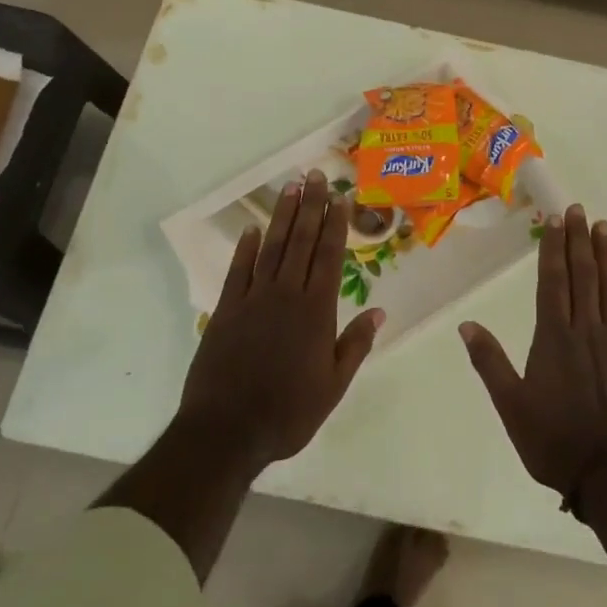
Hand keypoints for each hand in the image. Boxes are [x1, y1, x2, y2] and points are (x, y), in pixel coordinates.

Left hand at [178, 170, 384, 470]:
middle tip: (316, 176)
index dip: (336, 225)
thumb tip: (380, 311)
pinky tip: (252, 228)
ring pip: (272, 248)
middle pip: (302, 242)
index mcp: (317, 311)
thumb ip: (356, 344)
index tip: (341, 198)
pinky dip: (245, 247)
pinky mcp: (226, 309)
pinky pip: (238, 270)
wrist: (227, 430)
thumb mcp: (334, 385)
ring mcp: (253, 299)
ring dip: (283, 217)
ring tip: (292, 188)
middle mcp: (286, 295)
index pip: (330, 257)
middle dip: (312, 207)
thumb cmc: (289, 412)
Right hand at [459, 204, 606, 497]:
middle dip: (579, 241)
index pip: (552, 282)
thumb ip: (489, 362)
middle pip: (583, 277)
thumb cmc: (553, 440)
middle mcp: (586, 331)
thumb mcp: (510, 405)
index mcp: (553, 338)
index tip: (555, 221)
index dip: (553, 249)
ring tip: (604, 228)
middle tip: (580, 211)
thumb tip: (467, 325)